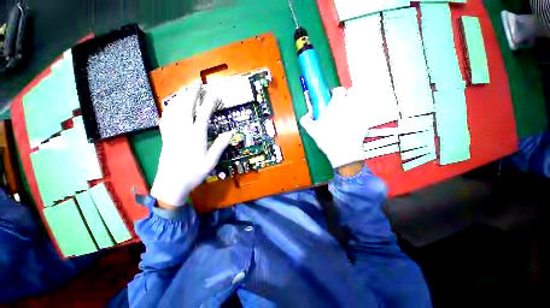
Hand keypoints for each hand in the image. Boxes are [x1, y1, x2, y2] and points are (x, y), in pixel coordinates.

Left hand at [151, 83, 232, 206]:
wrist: (171, 184)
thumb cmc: (194, 173)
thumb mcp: (212, 161)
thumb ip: (220, 145)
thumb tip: (231, 132)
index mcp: (196, 135)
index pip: (204, 113)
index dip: (210, 101)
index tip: (214, 92)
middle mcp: (183, 130)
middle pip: (187, 106)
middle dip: (193, 93)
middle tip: (198, 83)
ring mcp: (172, 132)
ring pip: (174, 109)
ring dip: (181, 97)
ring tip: (186, 90)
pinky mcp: (165, 136)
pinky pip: (166, 117)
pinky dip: (169, 108)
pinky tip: (171, 105)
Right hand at [300, 87, 369, 171]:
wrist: (343, 152)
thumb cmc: (328, 140)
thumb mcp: (312, 130)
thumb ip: (306, 120)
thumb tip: (305, 116)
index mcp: (336, 105)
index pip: (338, 90)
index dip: (335, 94)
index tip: (332, 99)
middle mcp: (350, 106)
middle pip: (353, 91)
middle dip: (348, 95)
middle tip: (343, 104)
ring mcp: (360, 113)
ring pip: (362, 100)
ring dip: (356, 102)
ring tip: (350, 111)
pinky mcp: (367, 122)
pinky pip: (367, 112)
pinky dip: (363, 113)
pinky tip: (356, 121)